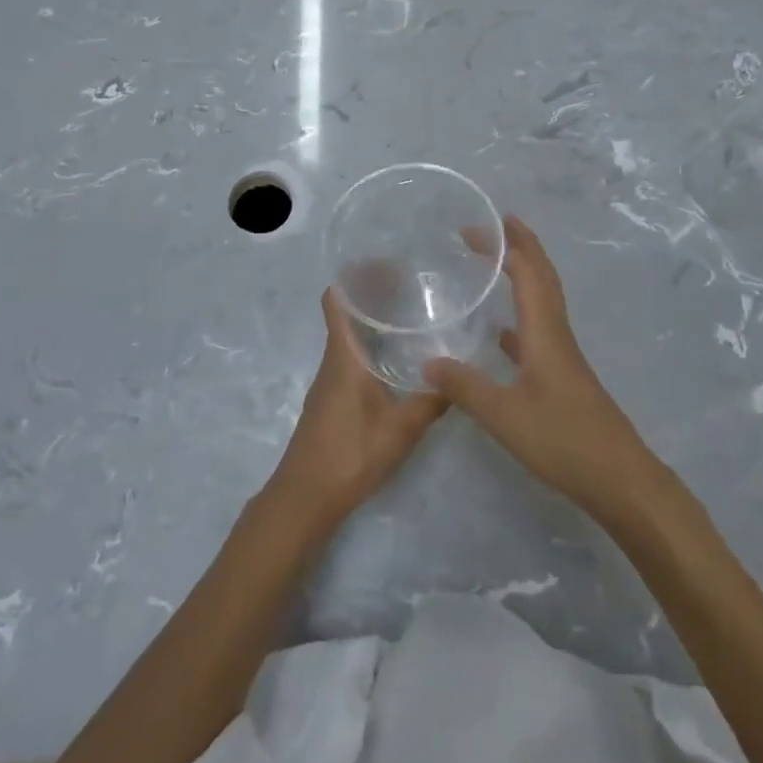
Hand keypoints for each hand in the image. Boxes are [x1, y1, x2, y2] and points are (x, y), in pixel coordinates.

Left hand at [265, 288, 447, 532]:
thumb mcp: (400, 430)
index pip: (336, 300)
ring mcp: (329, 381)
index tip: (386, 265)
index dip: (355, 277)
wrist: (305, 497)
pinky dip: (370, 347)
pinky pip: (350, 358)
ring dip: (372, 322)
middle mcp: (333, 360)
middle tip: (411, 287)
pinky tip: (396, 362)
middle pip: (346, 313)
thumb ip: (430, 402)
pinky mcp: (331, 400)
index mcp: (343, 355)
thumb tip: (458, 376)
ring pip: (349, 337)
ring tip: (410, 318)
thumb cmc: (349, 454)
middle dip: (373, 295)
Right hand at [424, 215, 652, 517]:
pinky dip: (522, 316)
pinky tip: (503, 334)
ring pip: (544, 300)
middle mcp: (556, 333)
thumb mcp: (504, 415)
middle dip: (522, 246)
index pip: (527, 271)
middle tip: (496, 225)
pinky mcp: (564, 377)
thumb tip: (426, 362)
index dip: (505, 245)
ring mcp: (563, 356)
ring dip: (524, 274)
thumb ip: (464, 387)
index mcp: (545, 331)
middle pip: (543, 276)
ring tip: (499, 263)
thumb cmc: (563, 440)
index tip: (477, 227)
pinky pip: (540, 330)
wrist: (620, 480)